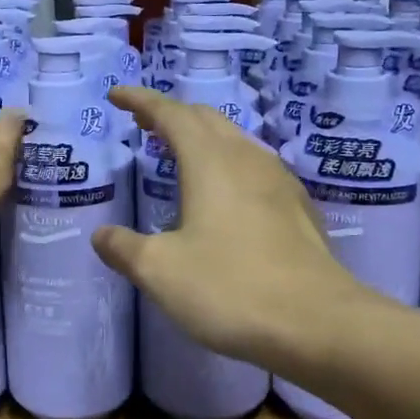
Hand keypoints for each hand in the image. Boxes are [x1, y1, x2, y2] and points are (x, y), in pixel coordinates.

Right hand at [92, 86, 360, 367]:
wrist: (317, 323)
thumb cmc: (229, 288)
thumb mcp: (159, 271)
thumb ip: (124, 248)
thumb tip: (102, 236)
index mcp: (209, 161)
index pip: (170, 114)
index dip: (140, 100)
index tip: (116, 95)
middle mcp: (246, 159)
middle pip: (205, 119)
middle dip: (171, 115)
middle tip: (143, 125)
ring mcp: (279, 181)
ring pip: (234, 141)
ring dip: (202, 138)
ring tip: (180, 154)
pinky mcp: (298, 208)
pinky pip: (255, 167)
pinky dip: (227, 164)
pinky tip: (226, 194)